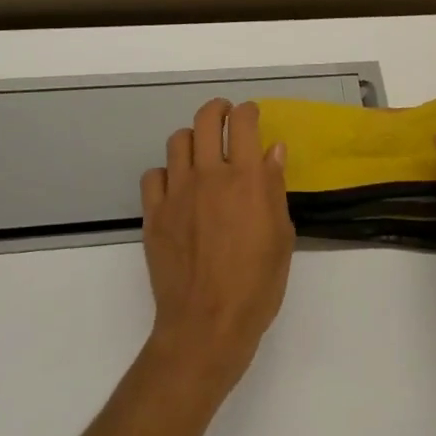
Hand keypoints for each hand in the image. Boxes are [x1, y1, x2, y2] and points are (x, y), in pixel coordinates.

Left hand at [140, 99, 294, 395]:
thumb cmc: (256, 285)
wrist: (207, 325)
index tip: (251, 116)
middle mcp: (209, 175)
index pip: (243, 122)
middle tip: (225, 117)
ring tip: (201, 152)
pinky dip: (166, 173)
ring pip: (177, 141)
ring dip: (192, 139)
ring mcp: (177, 193)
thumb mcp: (281, 235)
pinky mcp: (154, 214)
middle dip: (217, 110)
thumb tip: (272, 150)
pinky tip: (176, 187)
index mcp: (246, 178)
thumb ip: (274, 187)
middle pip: (206, 119)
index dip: (248, 111)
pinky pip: (153, 175)